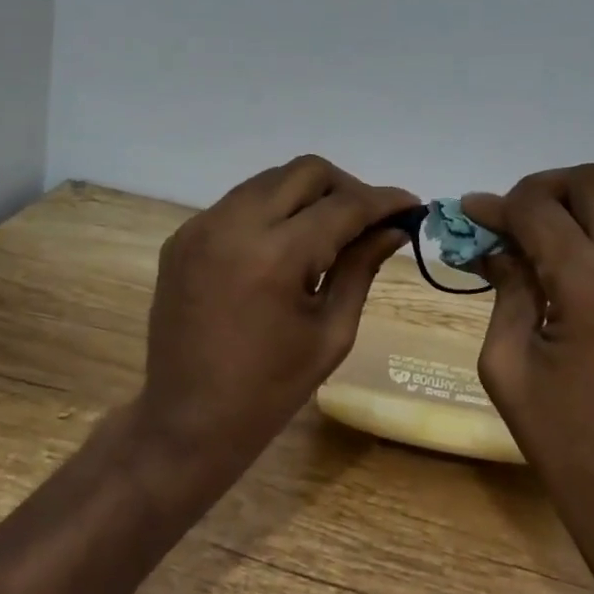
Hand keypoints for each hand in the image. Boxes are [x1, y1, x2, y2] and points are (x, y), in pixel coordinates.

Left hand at [138, 155, 419, 481]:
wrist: (185, 421)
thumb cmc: (269, 390)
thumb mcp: (330, 332)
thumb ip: (362, 268)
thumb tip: (394, 229)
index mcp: (275, 256)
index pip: (343, 205)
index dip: (383, 201)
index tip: (410, 205)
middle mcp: (234, 224)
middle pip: (306, 172)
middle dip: (346, 187)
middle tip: (368, 220)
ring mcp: (201, 226)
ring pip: (270, 180)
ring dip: (307, 195)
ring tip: (328, 232)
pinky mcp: (183, 236)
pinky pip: (239, 203)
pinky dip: (271, 211)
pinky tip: (283, 246)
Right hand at [461, 165, 593, 546]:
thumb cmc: (564, 440)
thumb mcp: (507, 364)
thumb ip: (505, 288)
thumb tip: (493, 241)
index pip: (540, 210)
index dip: (498, 205)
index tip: (472, 214)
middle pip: (592, 182)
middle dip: (543, 190)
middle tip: (514, 221)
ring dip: (583, 205)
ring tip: (552, 239)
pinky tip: (593, 261)